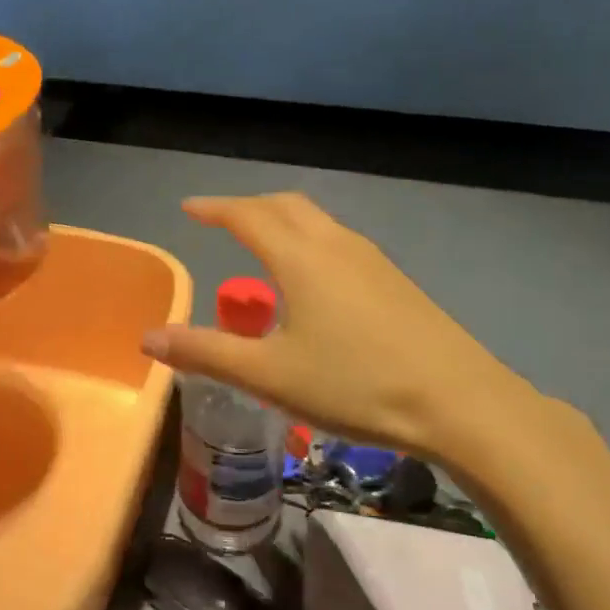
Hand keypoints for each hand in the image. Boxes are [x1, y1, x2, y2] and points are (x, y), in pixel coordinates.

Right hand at [142, 194, 567, 480]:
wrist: (460, 403)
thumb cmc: (355, 384)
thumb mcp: (270, 375)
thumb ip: (206, 353)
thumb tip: (148, 337)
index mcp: (301, 258)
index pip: (248, 215)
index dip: (215, 208)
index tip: (189, 207)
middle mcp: (335, 245)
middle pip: (285, 206)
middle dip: (248, 206)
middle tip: (221, 220)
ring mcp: (372, 260)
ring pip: (316, 221)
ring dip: (282, 221)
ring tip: (261, 245)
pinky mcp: (395, 281)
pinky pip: (338, 241)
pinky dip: (308, 241)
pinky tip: (311, 281)